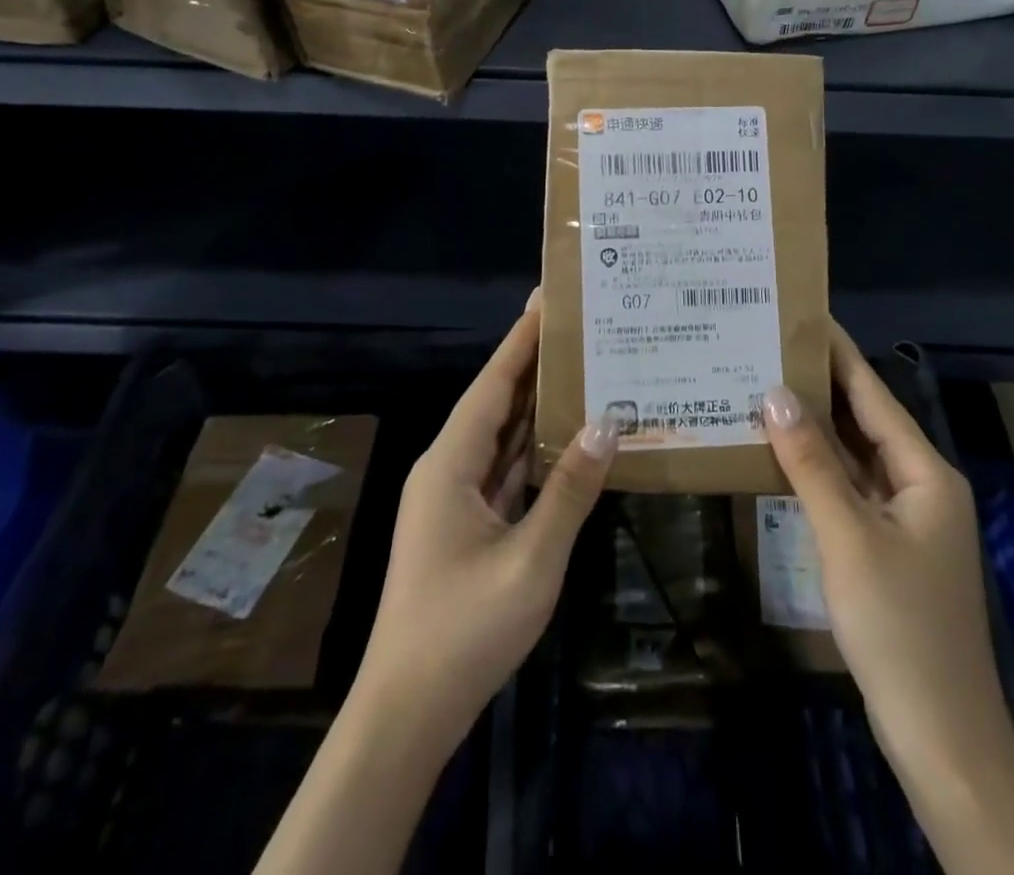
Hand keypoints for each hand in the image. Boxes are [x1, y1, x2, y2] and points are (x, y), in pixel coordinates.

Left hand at [352, 291, 618, 755]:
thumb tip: (606, 425)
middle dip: (533, 363)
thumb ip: (569, 492)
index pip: (493, 384)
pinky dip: (536, 450)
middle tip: (577, 325)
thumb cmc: (464, 631)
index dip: (520, 340)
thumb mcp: (530, 560)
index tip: (547, 299)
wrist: (407, 714)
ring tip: (580, 367)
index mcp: (451, 464)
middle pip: (497, 402)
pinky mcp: (468, 526)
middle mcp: (449, 469)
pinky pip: (506, 471)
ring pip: (503, 437)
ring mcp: (456, 500)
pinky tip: (568, 436)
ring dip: (537, 405)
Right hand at [760, 321, 1011, 773]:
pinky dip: (817, 469)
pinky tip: (780, 454)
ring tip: (764, 387)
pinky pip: (848, 490)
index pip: (873, 395)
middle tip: (768, 348)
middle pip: (864, 421)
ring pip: (854, 457)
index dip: (838, 354)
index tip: (803, 315)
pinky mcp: (886, 548)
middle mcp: (919, 485)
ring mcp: (904, 520)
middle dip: (818, 386)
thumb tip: (775, 393)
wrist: (940, 738)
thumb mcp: (848, 537)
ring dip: (814, 428)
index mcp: (925, 472)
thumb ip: (811, 462)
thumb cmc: (899, 627)